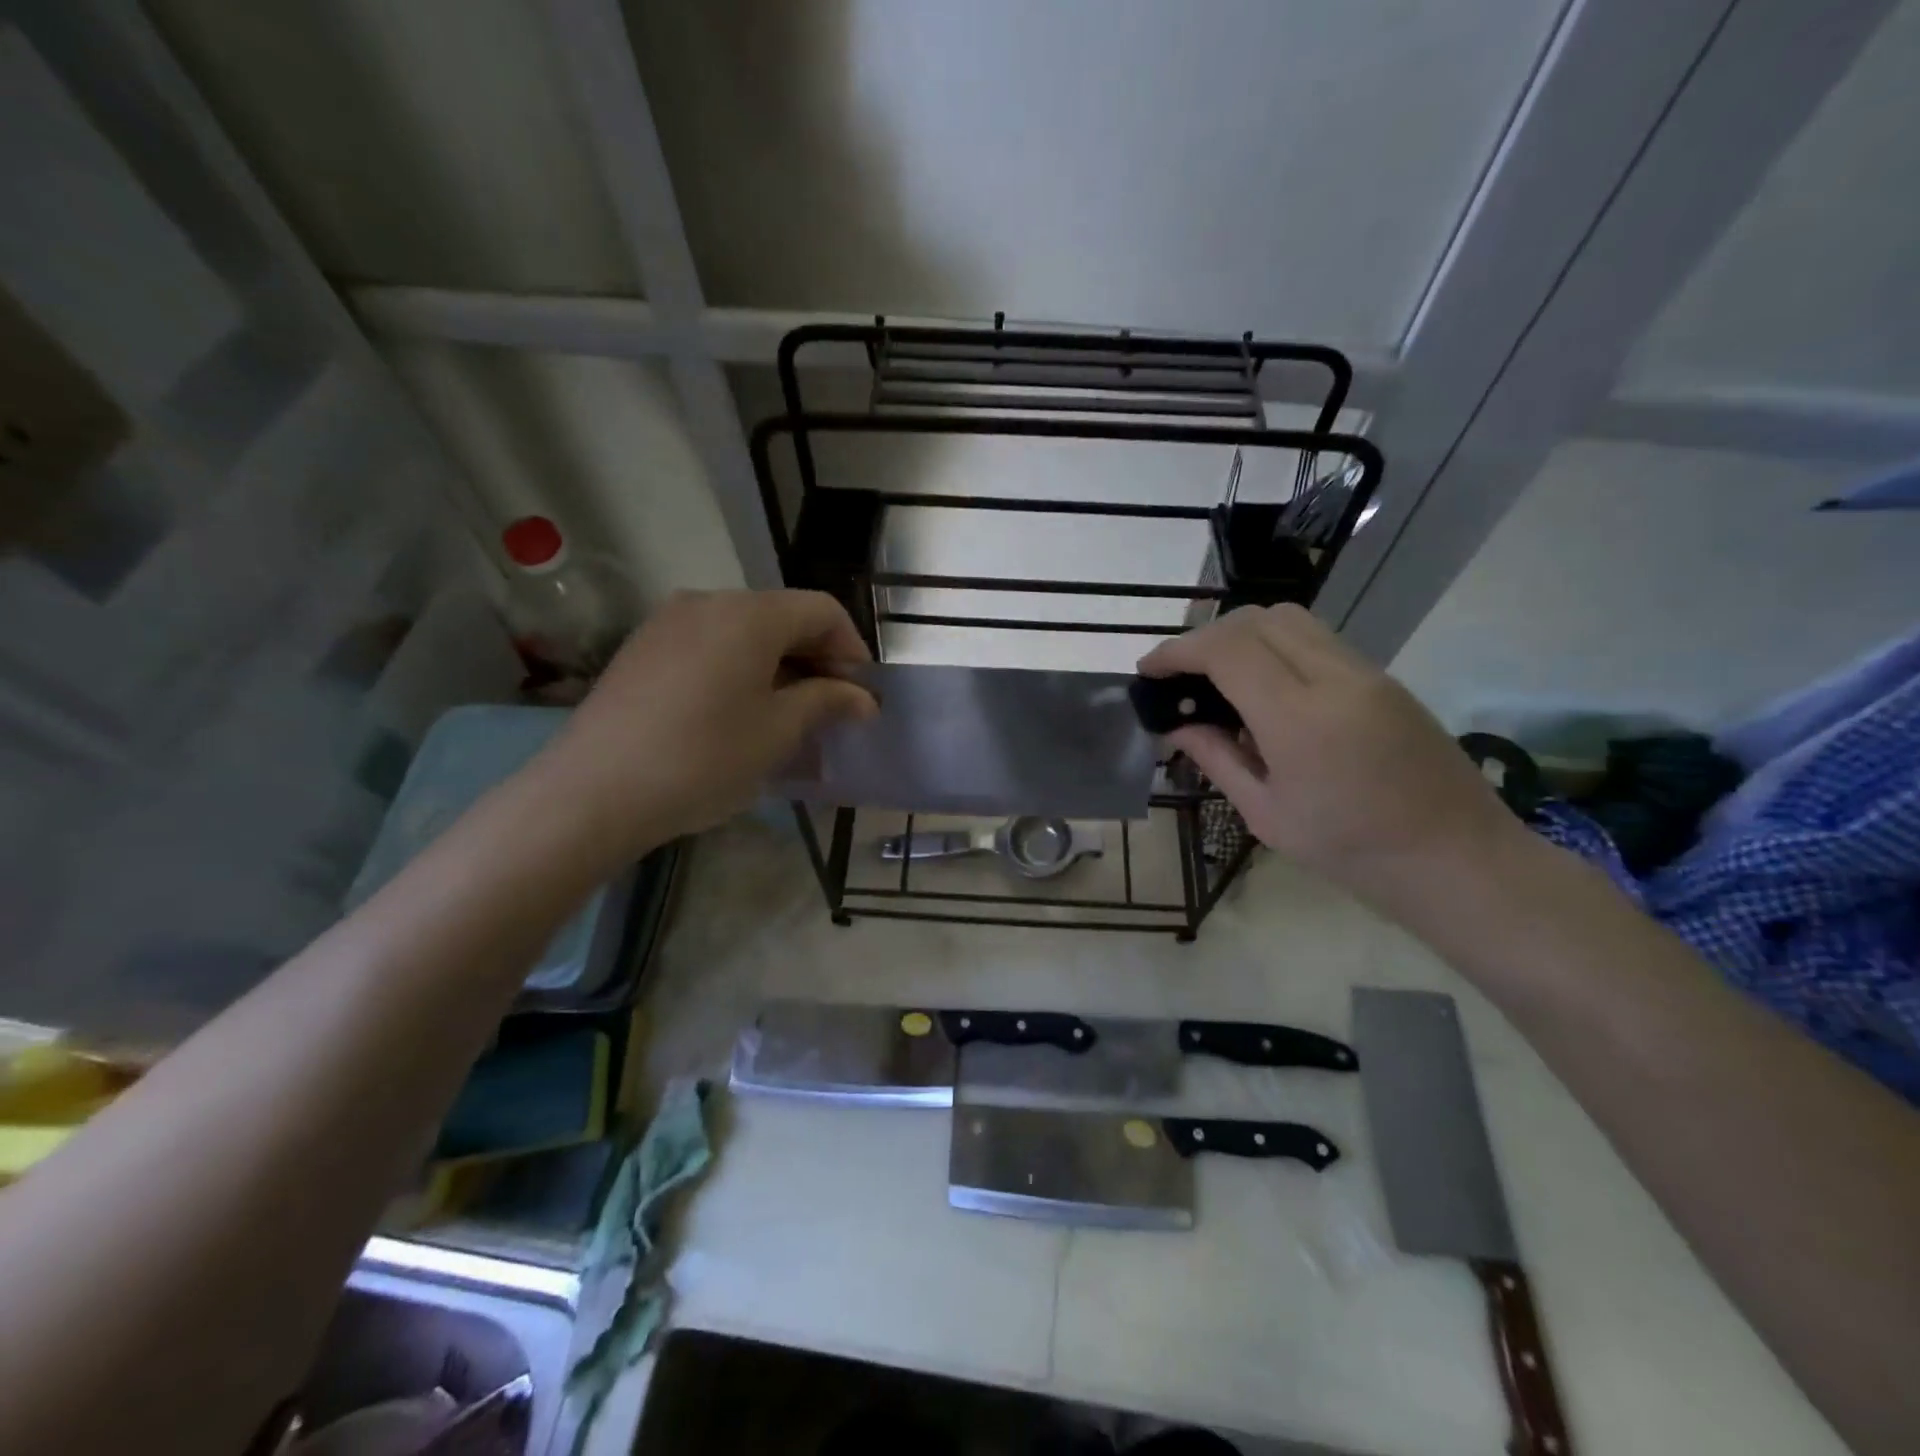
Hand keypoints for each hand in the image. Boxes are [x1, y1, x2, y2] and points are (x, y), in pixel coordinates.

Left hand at [540, 589, 875, 853]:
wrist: (593, 793)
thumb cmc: (703, 758)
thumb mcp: (778, 732)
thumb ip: (827, 702)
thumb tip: (862, 698)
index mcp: (749, 613)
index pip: (822, 611)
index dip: (852, 649)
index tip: (861, 696)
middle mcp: (707, 602)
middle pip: (782, 617)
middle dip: (816, 659)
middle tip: (831, 711)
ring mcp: (667, 623)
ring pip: (744, 634)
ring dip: (778, 667)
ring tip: (787, 717)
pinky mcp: (641, 650)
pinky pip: (709, 648)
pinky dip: (739, 671)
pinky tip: (738, 715)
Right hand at [1139, 605, 1522, 908]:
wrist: (1456, 859)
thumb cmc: (1351, 851)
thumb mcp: (1266, 814)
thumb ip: (1216, 758)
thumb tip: (1175, 725)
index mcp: (1299, 718)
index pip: (1226, 650)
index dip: (1178, 651)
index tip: (1148, 670)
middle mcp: (1334, 677)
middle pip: (1255, 620)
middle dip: (1204, 637)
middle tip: (1179, 675)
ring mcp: (1365, 671)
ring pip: (1288, 619)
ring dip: (1241, 634)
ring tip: (1217, 675)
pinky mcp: (1382, 677)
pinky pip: (1316, 638)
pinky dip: (1274, 645)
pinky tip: (1264, 688)